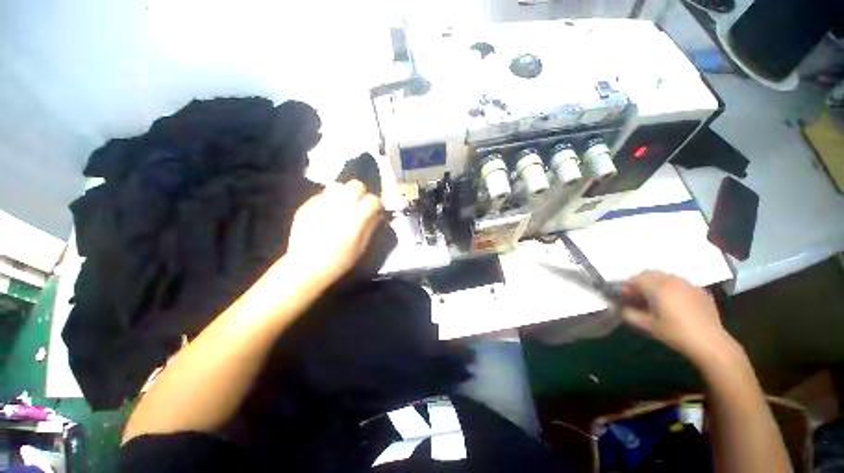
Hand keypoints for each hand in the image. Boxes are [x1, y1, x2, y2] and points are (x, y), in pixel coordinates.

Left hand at [284, 180, 383, 287]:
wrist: (305, 267)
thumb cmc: (338, 262)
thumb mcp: (360, 247)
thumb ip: (370, 227)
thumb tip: (377, 215)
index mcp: (354, 219)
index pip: (372, 200)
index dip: (377, 204)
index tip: (376, 210)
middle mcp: (339, 207)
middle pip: (355, 185)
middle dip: (361, 193)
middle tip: (359, 204)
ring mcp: (321, 204)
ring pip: (337, 186)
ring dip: (344, 194)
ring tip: (343, 205)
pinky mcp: (307, 206)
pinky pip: (322, 195)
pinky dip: (329, 201)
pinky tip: (327, 213)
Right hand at [620, 270, 737, 365]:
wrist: (711, 343)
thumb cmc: (676, 333)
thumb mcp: (648, 326)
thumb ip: (630, 314)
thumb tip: (620, 307)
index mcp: (659, 287)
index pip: (637, 278)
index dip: (628, 285)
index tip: (625, 295)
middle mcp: (673, 280)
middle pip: (651, 273)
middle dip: (641, 281)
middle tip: (638, 296)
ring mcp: (689, 284)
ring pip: (667, 276)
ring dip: (657, 283)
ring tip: (657, 299)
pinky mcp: (701, 291)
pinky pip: (681, 283)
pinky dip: (673, 288)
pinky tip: (675, 303)